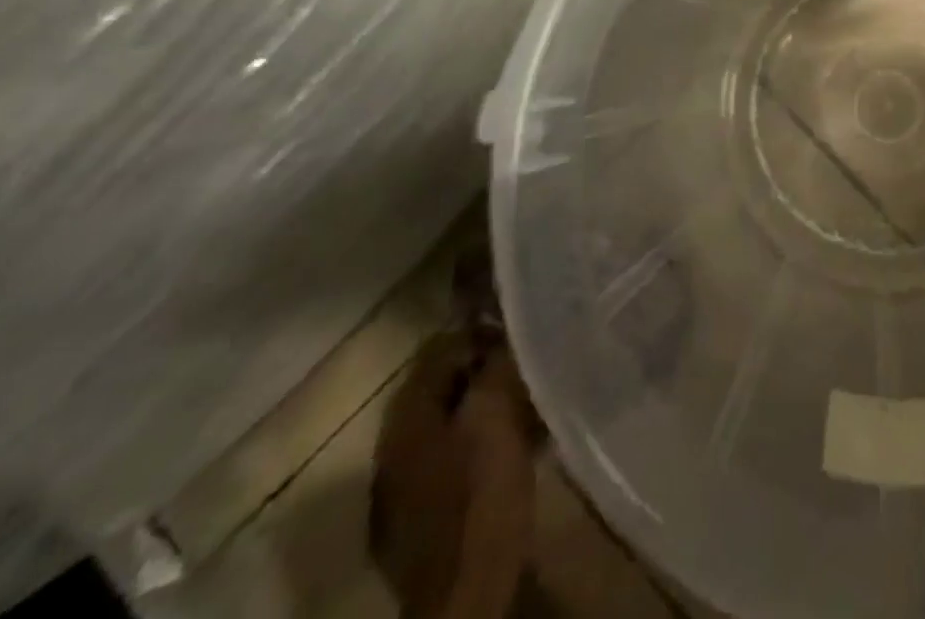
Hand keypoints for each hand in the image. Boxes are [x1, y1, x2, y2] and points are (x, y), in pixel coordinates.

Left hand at [370, 332, 538, 618]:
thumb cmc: (480, 495)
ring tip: (531, 406)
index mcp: (405, 416)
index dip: (481, 334)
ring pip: (452, 423)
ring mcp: (402, 487)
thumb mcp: (497, 414)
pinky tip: (516, 450)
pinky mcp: (421, 518)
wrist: (464, 596)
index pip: (439, 348)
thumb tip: (506, 333)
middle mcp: (393, 445)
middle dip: (487, 373)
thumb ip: (497, 365)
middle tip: (529, 368)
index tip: (520, 334)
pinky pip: (455, 459)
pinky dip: (484, 445)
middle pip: (444, 388)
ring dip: (488, 409)